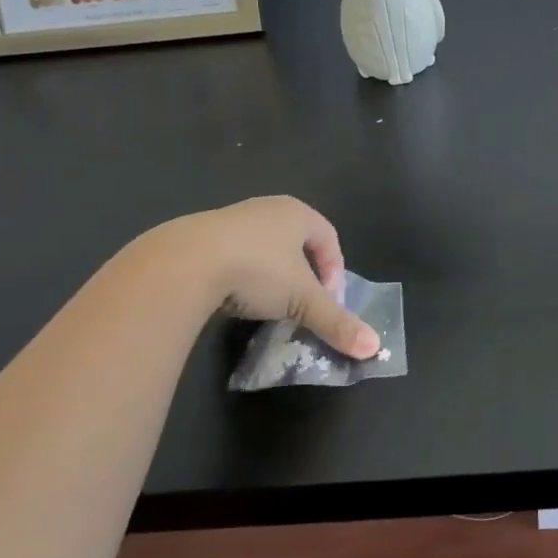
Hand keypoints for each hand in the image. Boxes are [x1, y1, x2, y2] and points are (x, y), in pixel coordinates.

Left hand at [147, 196, 379, 357]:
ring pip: (263, 248)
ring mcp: (231, 219)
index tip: (328, 300)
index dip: (335, 270)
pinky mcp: (200, 236)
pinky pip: (233, 254)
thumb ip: (337, 322)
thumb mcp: (302, 300)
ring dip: (271, 276)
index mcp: (297, 213)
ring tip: (266, 306)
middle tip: (300, 304)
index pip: (329, 237)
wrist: (183, 264)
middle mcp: (266, 208)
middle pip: (297, 241)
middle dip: (303, 274)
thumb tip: (374, 348)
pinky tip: (232, 299)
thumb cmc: (257, 270)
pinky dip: (240, 276)